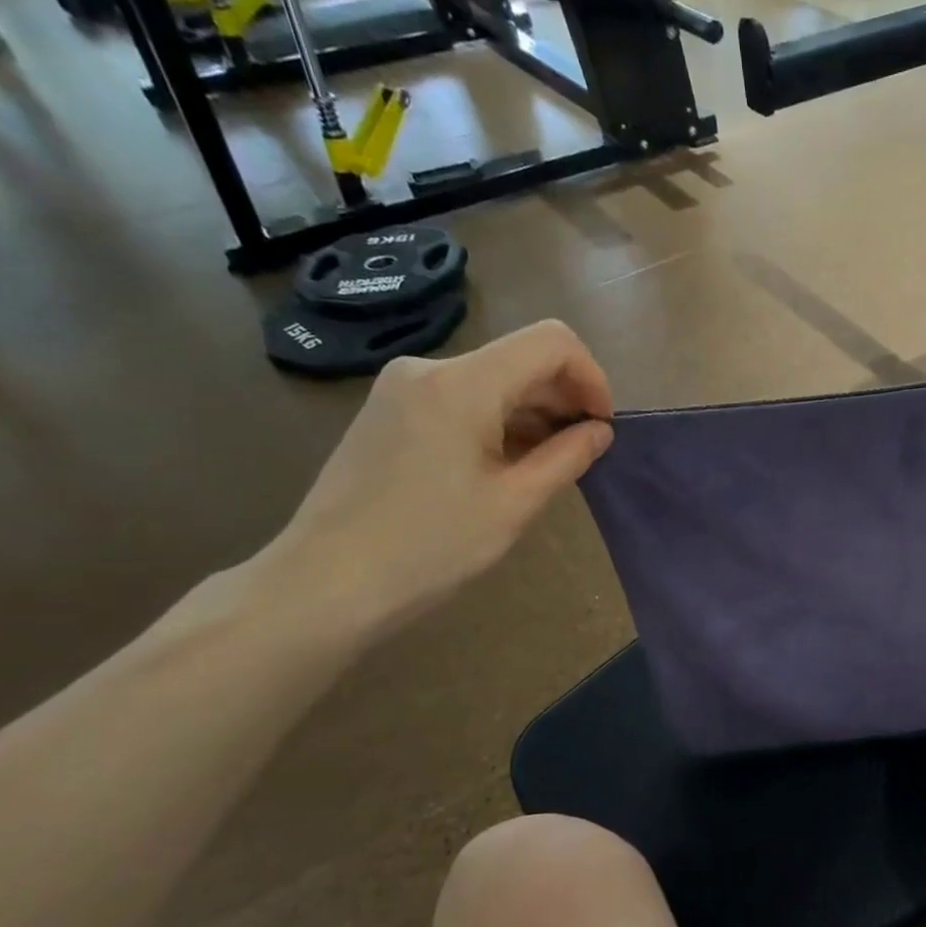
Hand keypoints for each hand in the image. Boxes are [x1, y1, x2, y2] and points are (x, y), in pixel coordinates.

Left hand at [264, 321, 613, 635]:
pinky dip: (498, 419)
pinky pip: (461, 397)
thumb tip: (600, 430)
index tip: (601, 427)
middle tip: (583, 452)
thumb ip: (567, 457)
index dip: (591, 377)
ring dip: (532, 411)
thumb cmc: (429, 548)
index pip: (551, 342)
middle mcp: (429, 368)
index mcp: (462, 385)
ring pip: (492, 378)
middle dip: (564, 397)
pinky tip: (504, 465)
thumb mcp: (514, 504)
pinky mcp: (388, 410)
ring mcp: (402, 387)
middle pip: (521, 357)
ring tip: (547, 465)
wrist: (325, 583)